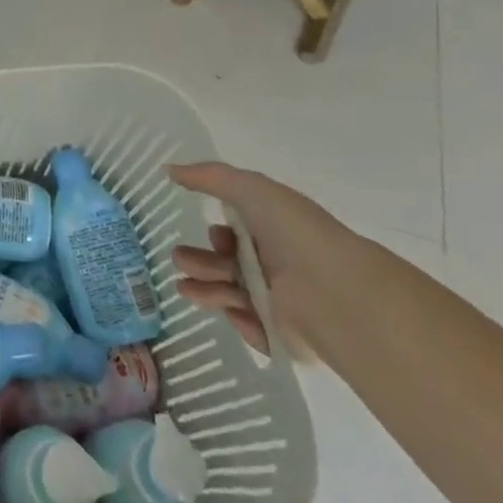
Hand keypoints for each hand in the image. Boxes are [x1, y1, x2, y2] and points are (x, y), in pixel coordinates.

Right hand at [168, 163, 350, 359]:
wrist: (333, 290)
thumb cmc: (292, 232)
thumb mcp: (250, 188)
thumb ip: (208, 176)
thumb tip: (168, 169)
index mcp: (273, 230)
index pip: (237, 233)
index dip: (217, 232)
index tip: (212, 231)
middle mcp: (276, 263)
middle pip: (226, 263)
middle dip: (198, 261)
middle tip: (180, 261)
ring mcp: (279, 300)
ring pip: (231, 293)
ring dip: (205, 289)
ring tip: (186, 289)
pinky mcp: (281, 333)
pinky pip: (250, 327)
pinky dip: (238, 319)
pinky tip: (232, 311)